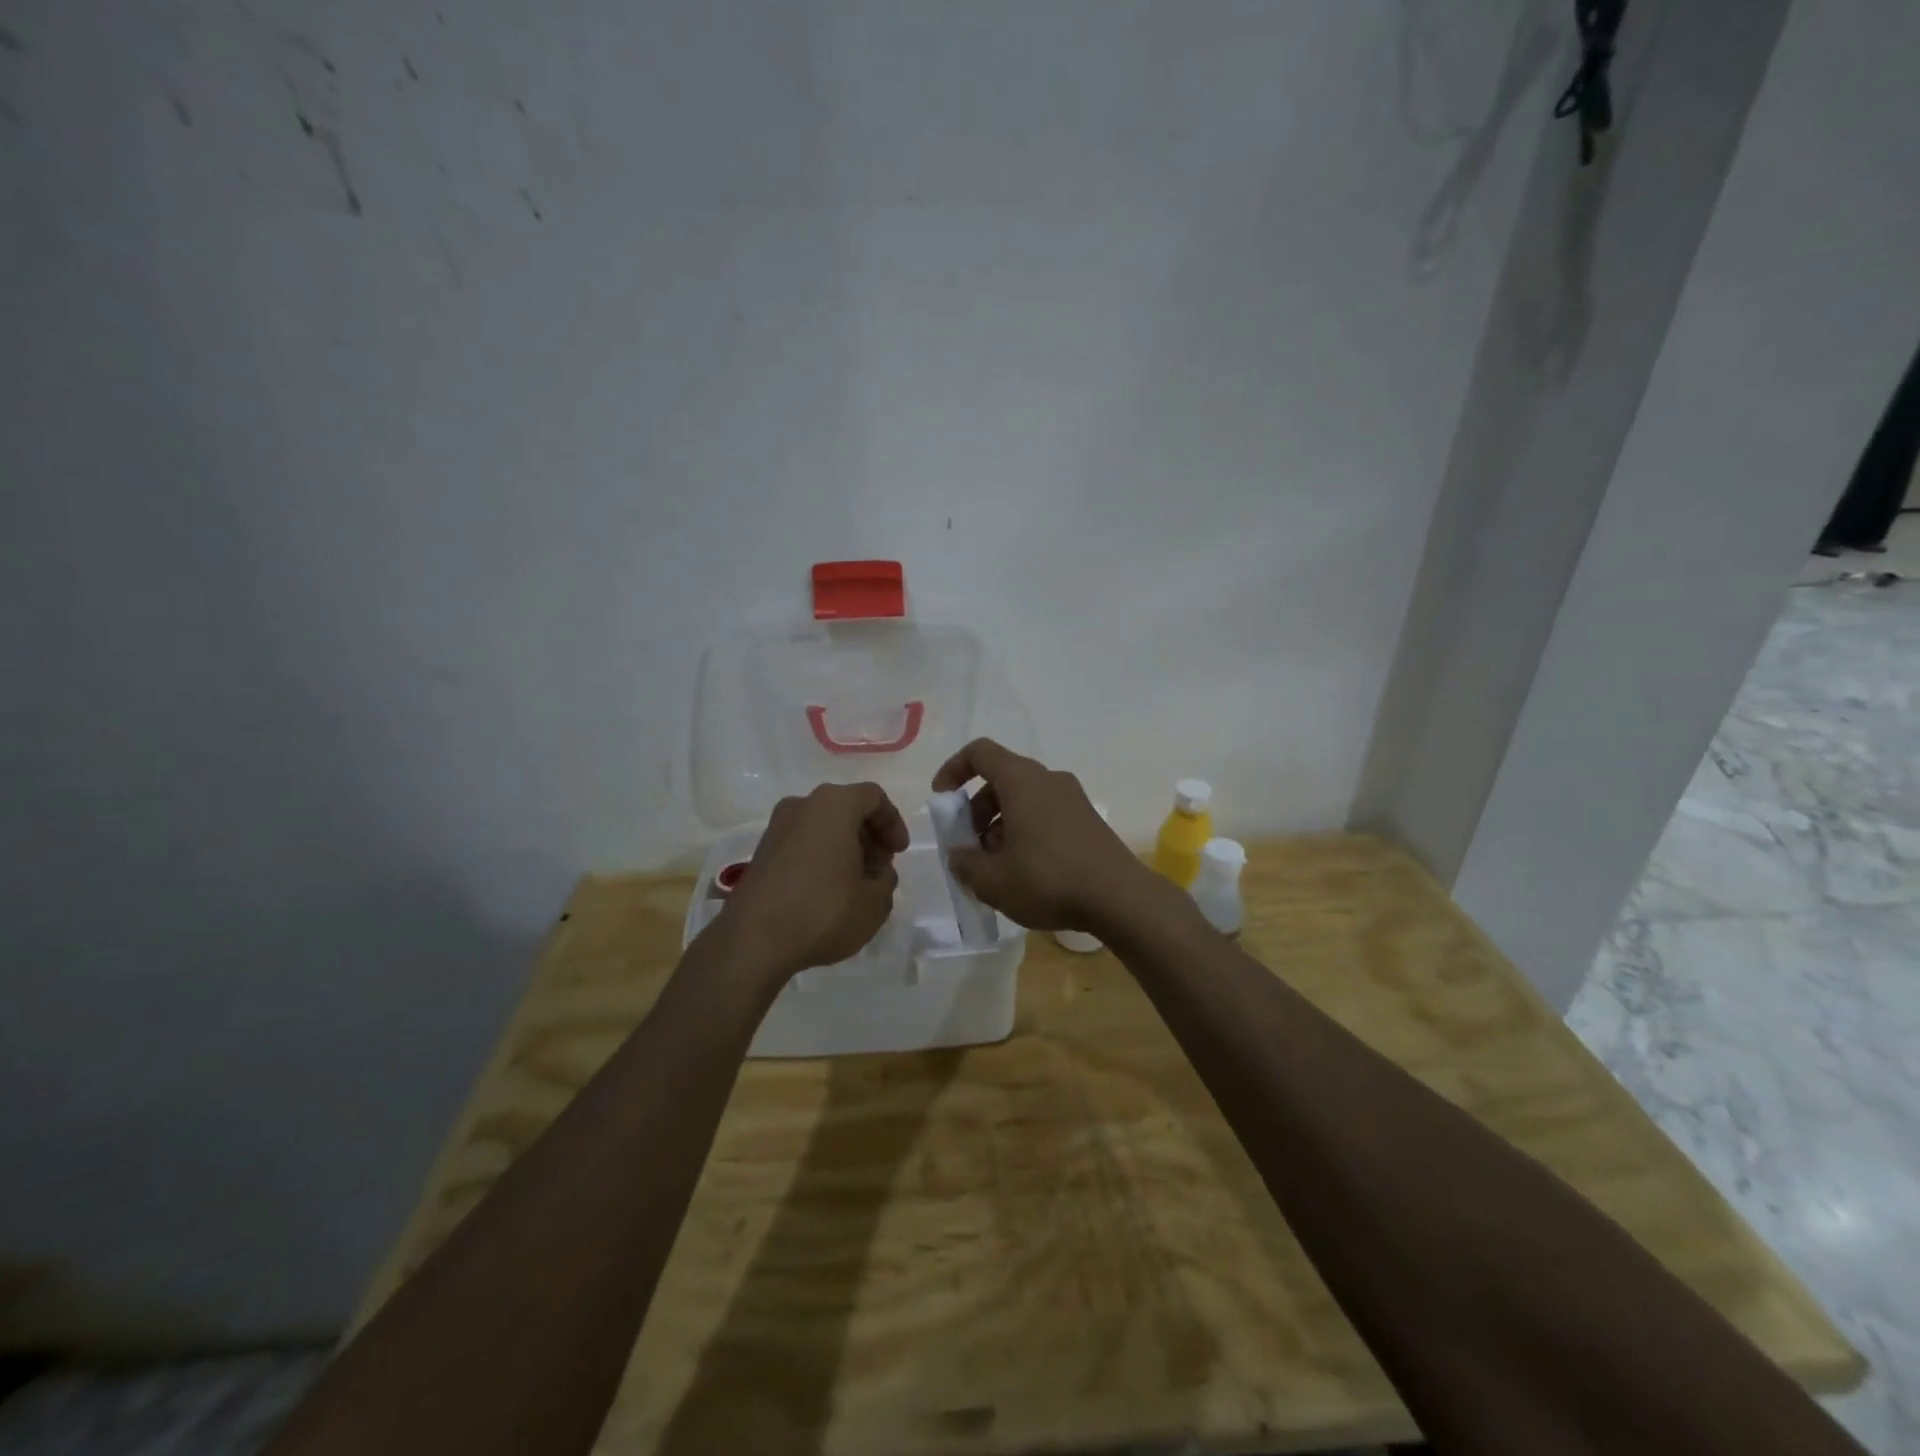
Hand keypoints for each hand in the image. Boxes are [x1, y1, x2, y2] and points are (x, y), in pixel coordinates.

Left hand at [716, 782, 909, 980]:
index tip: (898, 853)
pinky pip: (802, 843)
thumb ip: (886, 879)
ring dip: (845, 847)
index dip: (892, 823)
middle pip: (846, 809)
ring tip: (856, 883)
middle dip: (869, 836)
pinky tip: (827, 891)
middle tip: (880, 868)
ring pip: (822, 826)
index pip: (874, 797)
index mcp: (833, 805)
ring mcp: (776, 828)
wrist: (753, 940)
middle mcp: (802, 805)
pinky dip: (821, 857)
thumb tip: (877, 872)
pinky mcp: (761, 852)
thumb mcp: (874, 902)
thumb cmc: (823, 911)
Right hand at [931, 738, 1158, 933]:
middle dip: (976, 809)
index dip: (954, 769)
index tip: (941, 798)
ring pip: (1024, 799)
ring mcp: (1072, 798)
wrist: (1119, 898)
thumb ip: (965, 864)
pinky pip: (1045, 814)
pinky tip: (1024, 871)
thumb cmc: (1048, 879)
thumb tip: (959, 855)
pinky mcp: (1087, 820)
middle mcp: (1048, 779)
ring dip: (1000, 824)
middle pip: (1001, 779)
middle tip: (969, 846)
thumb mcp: (993, 880)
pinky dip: (1025, 831)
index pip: (980, 753)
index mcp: (1022, 780)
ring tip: (995, 866)